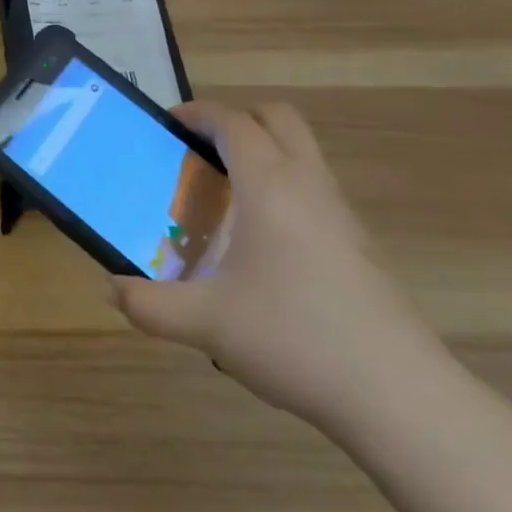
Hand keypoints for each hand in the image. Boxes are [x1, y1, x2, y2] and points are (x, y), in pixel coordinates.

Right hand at [111, 98, 442, 430]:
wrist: (400, 398)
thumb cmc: (295, 339)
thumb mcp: (207, 323)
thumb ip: (150, 305)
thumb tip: (110, 290)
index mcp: (269, 184)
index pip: (232, 121)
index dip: (196, 113)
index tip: (167, 125)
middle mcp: (308, 184)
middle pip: (276, 118)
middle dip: (236, 120)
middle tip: (201, 151)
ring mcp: (341, 214)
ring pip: (302, 152)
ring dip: (264, 152)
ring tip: (226, 195)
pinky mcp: (361, 246)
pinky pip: (316, 188)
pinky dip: (285, 187)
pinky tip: (264, 242)